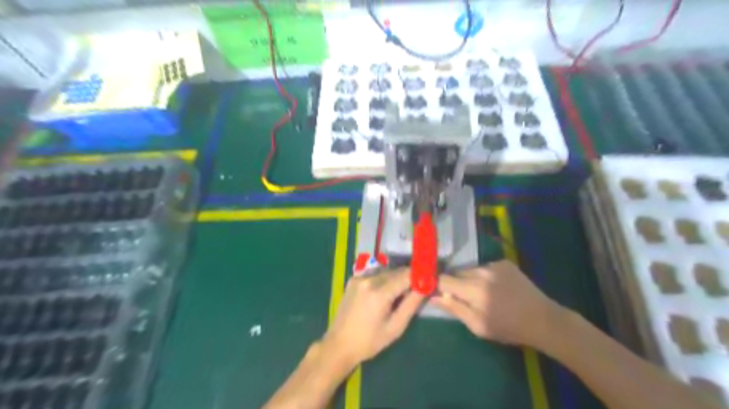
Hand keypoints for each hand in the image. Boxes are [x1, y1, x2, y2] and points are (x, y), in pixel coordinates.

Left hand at [322, 269, 424, 367]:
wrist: (339, 344)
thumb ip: (411, 305)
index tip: (426, 282)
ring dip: (395, 278)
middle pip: (395, 271)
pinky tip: (382, 294)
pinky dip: (383, 279)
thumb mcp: (395, 327)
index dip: (418, 276)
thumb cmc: (369, 341)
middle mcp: (368, 279)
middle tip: (414, 292)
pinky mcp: (353, 279)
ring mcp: (358, 277)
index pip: (405, 274)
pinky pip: (374, 274)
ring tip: (397, 295)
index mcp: (379, 292)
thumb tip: (425, 287)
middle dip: (407, 278)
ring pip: (385, 271)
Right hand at [431, 260, 561, 347]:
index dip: (438, 285)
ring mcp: (494, 265)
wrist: (542, 320)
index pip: (443, 279)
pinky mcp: (504, 262)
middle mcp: (482, 271)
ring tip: (482, 293)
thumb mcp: (477, 326)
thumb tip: (432, 297)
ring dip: (470, 279)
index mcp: (474, 290)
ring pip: (470, 269)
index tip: (438, 293)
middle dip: (455, 284)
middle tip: (465, 298)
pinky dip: (484, 276)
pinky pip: (484, 267)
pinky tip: (496, 287)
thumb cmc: (507, 328)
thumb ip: (454, 309)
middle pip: (456, 273)